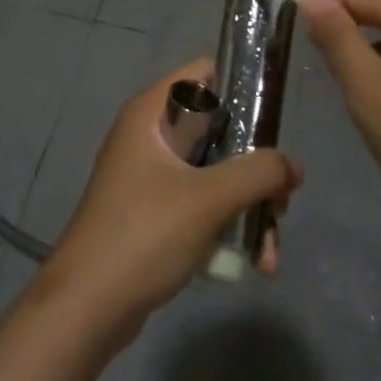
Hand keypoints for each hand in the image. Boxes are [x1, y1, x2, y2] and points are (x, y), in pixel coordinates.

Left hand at [32, 58, 302, 339]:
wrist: (87, 308)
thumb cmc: (143, 235)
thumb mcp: (208, 199)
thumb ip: (257, 173)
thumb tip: (293, 166)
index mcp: (151, 112)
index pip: (205, 72)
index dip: (244, 87)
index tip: (276, 123)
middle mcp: (150, 134)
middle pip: (219, 128)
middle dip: (256, 166)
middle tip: (282, 201)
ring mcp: (150, 174)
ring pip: (215, 171)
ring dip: (248, 205)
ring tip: (270, 251)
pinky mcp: (154, 210)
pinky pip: (202, 201)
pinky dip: (228, 223)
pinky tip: (253, 261)